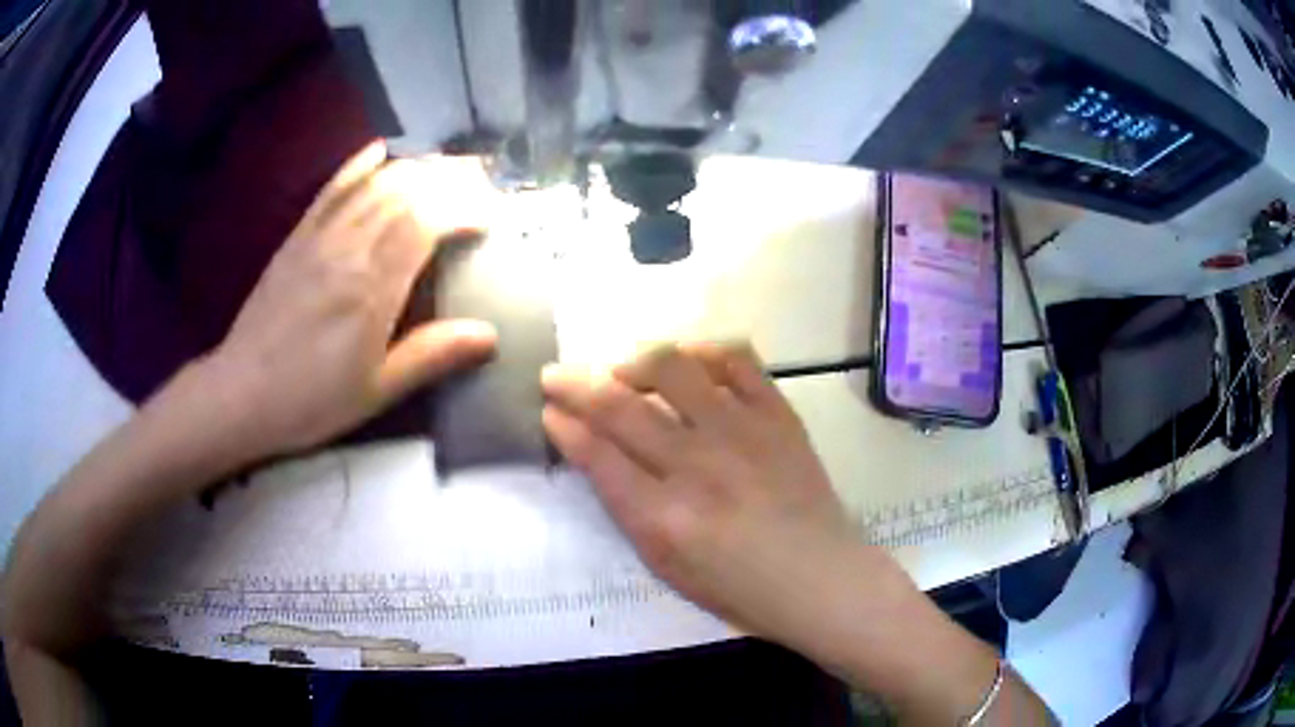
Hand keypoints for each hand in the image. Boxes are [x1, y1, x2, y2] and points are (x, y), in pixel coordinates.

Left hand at [201, 141, 497, 458]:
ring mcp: (320, 235)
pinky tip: (383, 152)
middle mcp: (348, 247)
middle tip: (482, 185)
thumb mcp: (377, 391)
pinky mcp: (299, 235)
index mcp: (372, 287)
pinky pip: (334, 186)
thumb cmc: (311, 400)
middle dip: (450, 179)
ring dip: (417, 168)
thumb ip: (431, 356)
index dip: (465, 208)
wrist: (242, 393)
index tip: (490, 218)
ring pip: (375, 182)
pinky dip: (362, 164)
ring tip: (447, 171)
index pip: (427, 221)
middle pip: (406, 190)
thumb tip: (489, 335)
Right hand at [541, 343, 886, 652]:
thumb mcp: (664, 562)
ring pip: (673, 368)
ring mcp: (742, 432)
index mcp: (664, 517)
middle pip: (620, 406)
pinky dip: (703, 351)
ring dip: (633, 359)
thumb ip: (624, 504)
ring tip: (622, 369)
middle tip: (556, 375)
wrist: (817, 576)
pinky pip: (736, 360)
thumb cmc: (735, 585)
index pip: (596, 453)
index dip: (563, 424)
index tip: (549, 409)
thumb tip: (588, 447)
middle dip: (575, 383)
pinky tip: (686, 361)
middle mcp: (698, 465)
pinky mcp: (778, 415)